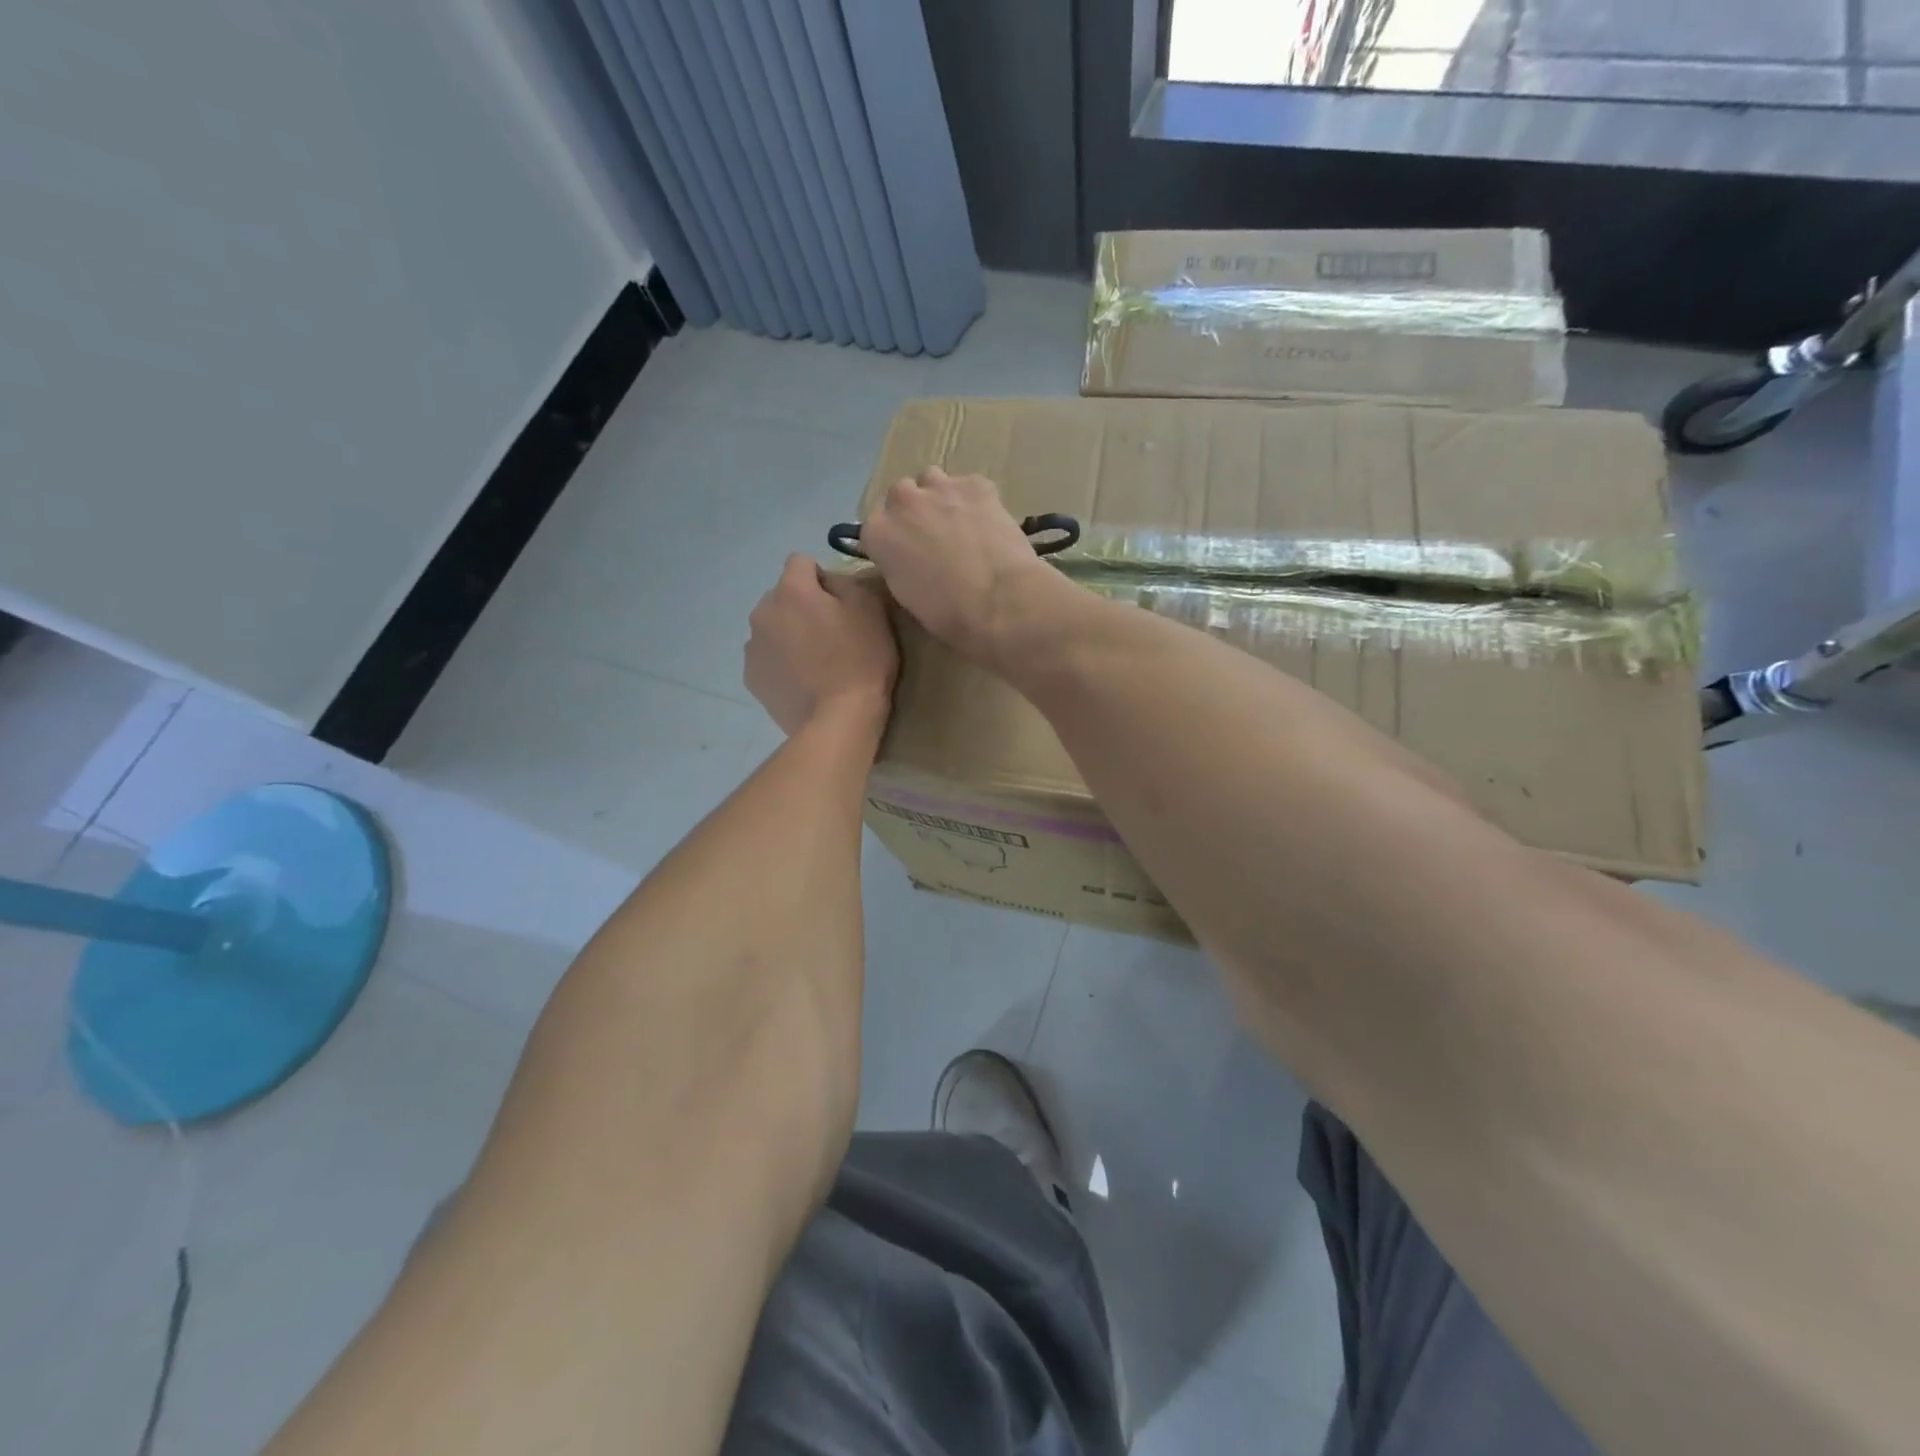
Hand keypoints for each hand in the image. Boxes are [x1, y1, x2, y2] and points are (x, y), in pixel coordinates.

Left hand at [745, 555, 897, 737]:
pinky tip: (803, 681)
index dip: (822, 578)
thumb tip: (827, 581)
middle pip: (782, 596)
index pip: (801, 562)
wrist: (838, 719)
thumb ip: (845, 581)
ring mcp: (752, 647)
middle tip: (829, 634)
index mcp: (791, 590)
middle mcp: (762, 612)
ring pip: (772, 627)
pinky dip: (781, 663)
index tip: (840, 604)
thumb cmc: (860, 660)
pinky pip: (767, 657)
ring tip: (814, 662)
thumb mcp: (870, 609)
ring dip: (788, 634)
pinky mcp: (752, 677)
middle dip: (801, 606)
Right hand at [858, 468, 1055, 661]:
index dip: (893, 541)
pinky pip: (969, 486)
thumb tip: (907, 560)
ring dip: (940, 499)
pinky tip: (987, 524)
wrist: (1000, 602)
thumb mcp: (906, 596)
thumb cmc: (949, 614)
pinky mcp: (976, 484)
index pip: (876, 527)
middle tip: (934, 539)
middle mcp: (902, 501)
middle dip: (914, 514)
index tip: (907, 556)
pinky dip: (974, 501)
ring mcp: (940, 487)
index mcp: (878, 532)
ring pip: (932, 481)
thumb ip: (898, 566)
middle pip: (901, 497)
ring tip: (960, 526)